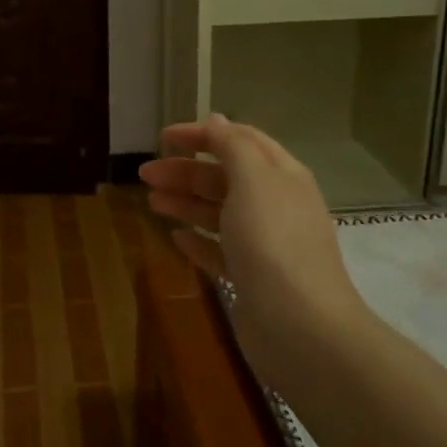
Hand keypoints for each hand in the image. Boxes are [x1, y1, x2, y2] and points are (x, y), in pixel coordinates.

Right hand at [139, 114, 367, 371]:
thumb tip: (217, 119)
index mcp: (281, 176)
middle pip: (224, 177)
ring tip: (152, 202)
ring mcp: (264, 244)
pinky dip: (198, 241)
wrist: (301, 327)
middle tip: (145, 175)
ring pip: (218, 213)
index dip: (202, 134)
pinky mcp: (252, 279)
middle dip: (185, 171)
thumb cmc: (273, 241)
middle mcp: (274, 205)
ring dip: (185, 203)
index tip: (163, 138)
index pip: (239, 141)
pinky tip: (176, 238)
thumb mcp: (253, 180)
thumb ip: (232, 146)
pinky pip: (219, 251)